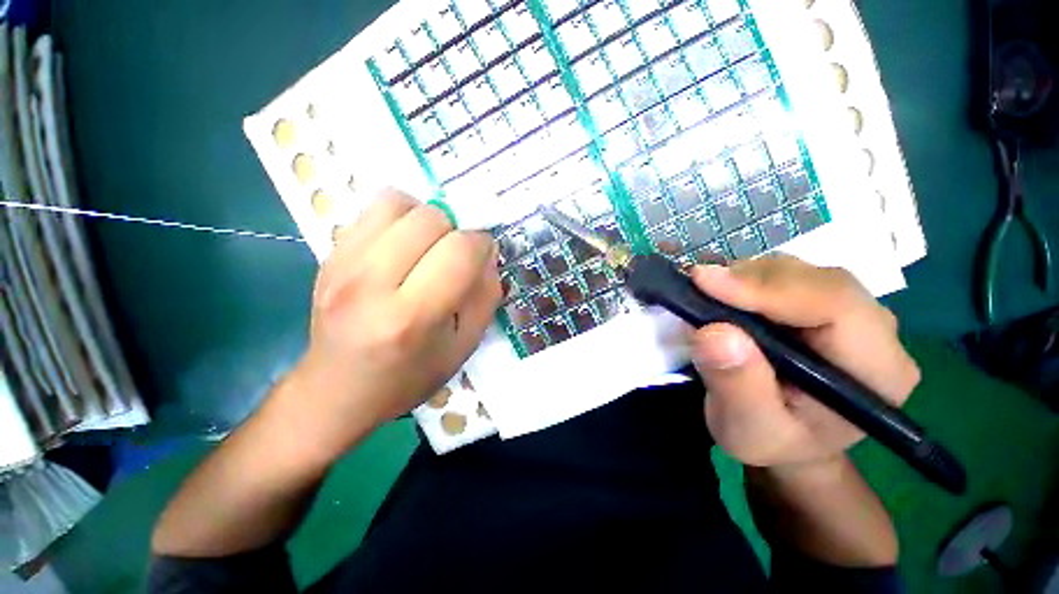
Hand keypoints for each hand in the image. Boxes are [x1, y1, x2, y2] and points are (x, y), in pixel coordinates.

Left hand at [285, 189, 501, 459]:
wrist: (337, 390)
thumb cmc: (409, 376)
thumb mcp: (464, 346)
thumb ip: (486, 296)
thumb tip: (488, 253)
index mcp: (412, 317)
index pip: (460, 250)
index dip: (481, 245)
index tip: (483, 256)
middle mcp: (371, 283)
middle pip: (430, 218)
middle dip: (456, 230)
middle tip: (454, 256)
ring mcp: (342, 264)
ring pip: (398, 202)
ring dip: (426, 218)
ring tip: (428, 245)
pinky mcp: (328, 255)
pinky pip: (372, 209)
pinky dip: (399, 217)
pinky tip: (402, 246)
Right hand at [689, 255, 919, 468]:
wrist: (785, 439)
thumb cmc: (770, 440)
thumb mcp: (746, 428)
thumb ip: (736, 384)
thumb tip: (713, 332)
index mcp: (876, 370)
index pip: (836, 305)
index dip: (769, 288)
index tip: (706, 282)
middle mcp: (874, 332)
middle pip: (816, 280)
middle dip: (751, 280)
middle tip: (698, 287)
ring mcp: (849, 312)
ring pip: (799, 271)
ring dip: (745, 277)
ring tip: (707, 295)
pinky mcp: (821, 303)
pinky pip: (785, 274)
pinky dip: (745, 278)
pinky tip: (723, 294)